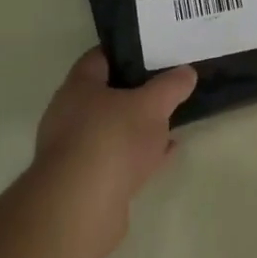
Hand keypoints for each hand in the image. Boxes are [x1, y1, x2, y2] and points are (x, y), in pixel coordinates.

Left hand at [28, 49, 196, 257]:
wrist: (81, 207)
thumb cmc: (112, 139)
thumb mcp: (151, 105)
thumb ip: (171, 86)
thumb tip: (187, 71)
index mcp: (78, 87)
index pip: (99, 58)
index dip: (125, 52)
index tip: (152, 50)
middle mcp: (69, 115)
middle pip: (105, 95)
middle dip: (135, 92)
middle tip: (166, 85)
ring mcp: (75, 151)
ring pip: (112, 130)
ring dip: (137, 127)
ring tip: (170, 120)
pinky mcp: (85, 182)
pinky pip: (117, 159)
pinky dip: (139, 154)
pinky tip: (165, 153)